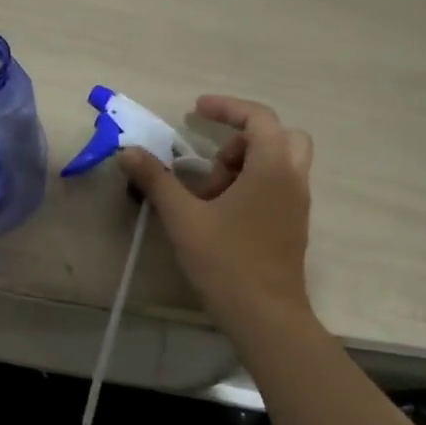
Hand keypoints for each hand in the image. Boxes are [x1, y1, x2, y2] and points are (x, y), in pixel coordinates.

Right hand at [117, 95, 314, 332]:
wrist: (266, 316)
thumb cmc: (226, 262)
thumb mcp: (183, 218)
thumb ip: (156, 180)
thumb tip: (128, 151)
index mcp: (272, 167)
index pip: (257, 118)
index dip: (226, 108)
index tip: (195, 110)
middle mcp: (293, 179)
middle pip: (278, 136)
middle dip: (241, 140)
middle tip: (211, 165)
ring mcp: (297, 204)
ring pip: (279, 163)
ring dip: (245, 165)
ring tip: (210, 197)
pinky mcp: (293, 225)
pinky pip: (277, 187)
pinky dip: (252, 185)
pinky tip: (221, 216)